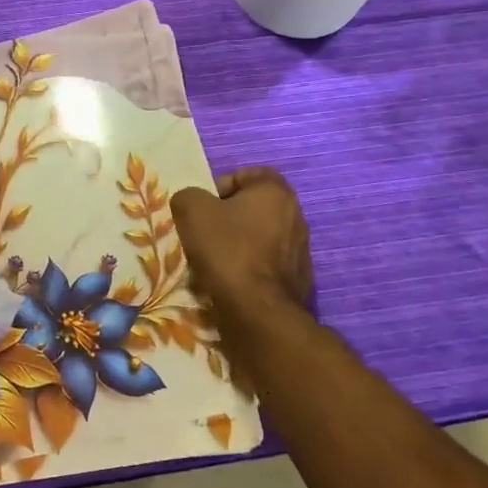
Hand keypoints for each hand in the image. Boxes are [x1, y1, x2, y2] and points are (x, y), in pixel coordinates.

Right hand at [170, 167, 314, 319]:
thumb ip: (188, 196)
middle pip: (251, 208)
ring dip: (234, 246)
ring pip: (257, 239)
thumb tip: (192, 204)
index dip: (219, 186)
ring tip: (211, 263)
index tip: (203, 208)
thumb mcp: (191, 210)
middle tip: (202, 234)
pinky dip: (246, 271)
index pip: (246, 175)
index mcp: (276, 192)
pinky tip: (228, 284)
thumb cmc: (227, 250)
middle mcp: (296, 216)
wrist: (258, 313)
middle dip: (225, 219)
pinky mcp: (298, 281)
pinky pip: (263, 266)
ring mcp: (300, 251)